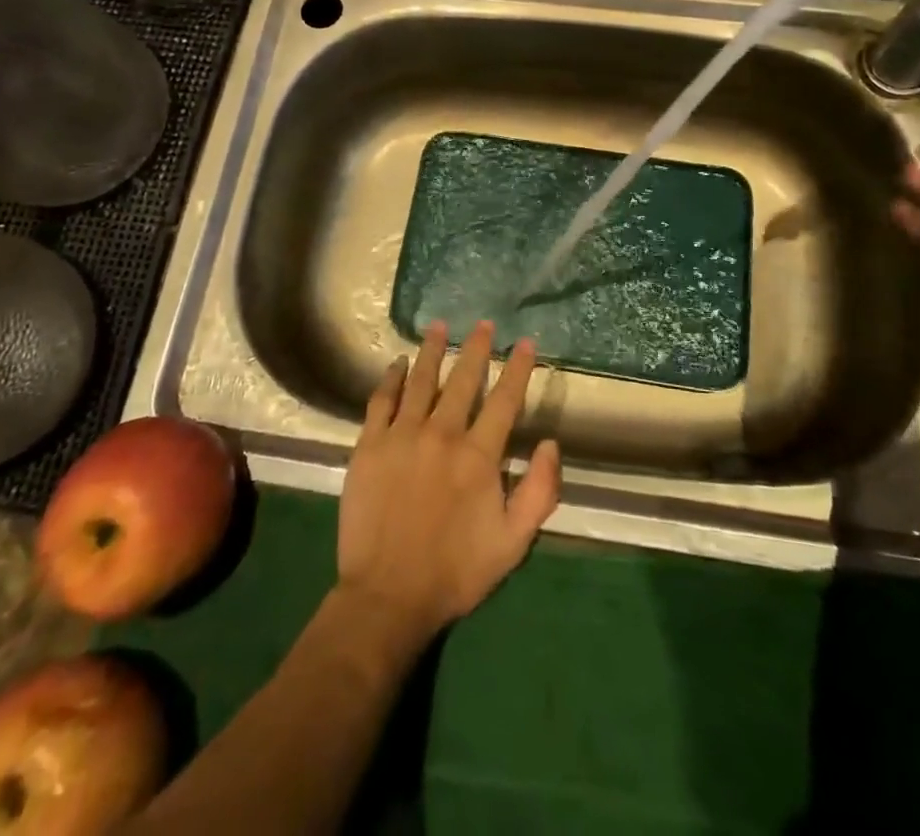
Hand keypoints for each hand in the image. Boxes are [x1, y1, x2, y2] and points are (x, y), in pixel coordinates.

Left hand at [337, 320, 560, 645]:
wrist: (387, 595)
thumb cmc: (455, 571)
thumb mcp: (513, 543)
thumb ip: (539, 491)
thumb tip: (549, 443)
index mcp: (478, 455)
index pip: (504, 400)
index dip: (517, 368)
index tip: (526, 343)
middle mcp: (442, 434)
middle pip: (463, 380)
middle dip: (477, 349)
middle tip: (484, 324)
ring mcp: (402, 436)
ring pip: (421, 380)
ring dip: (433, 351)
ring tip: (439, 327)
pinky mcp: (370, 445)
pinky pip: (381, 400)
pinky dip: (391, 378)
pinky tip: (398, 364)